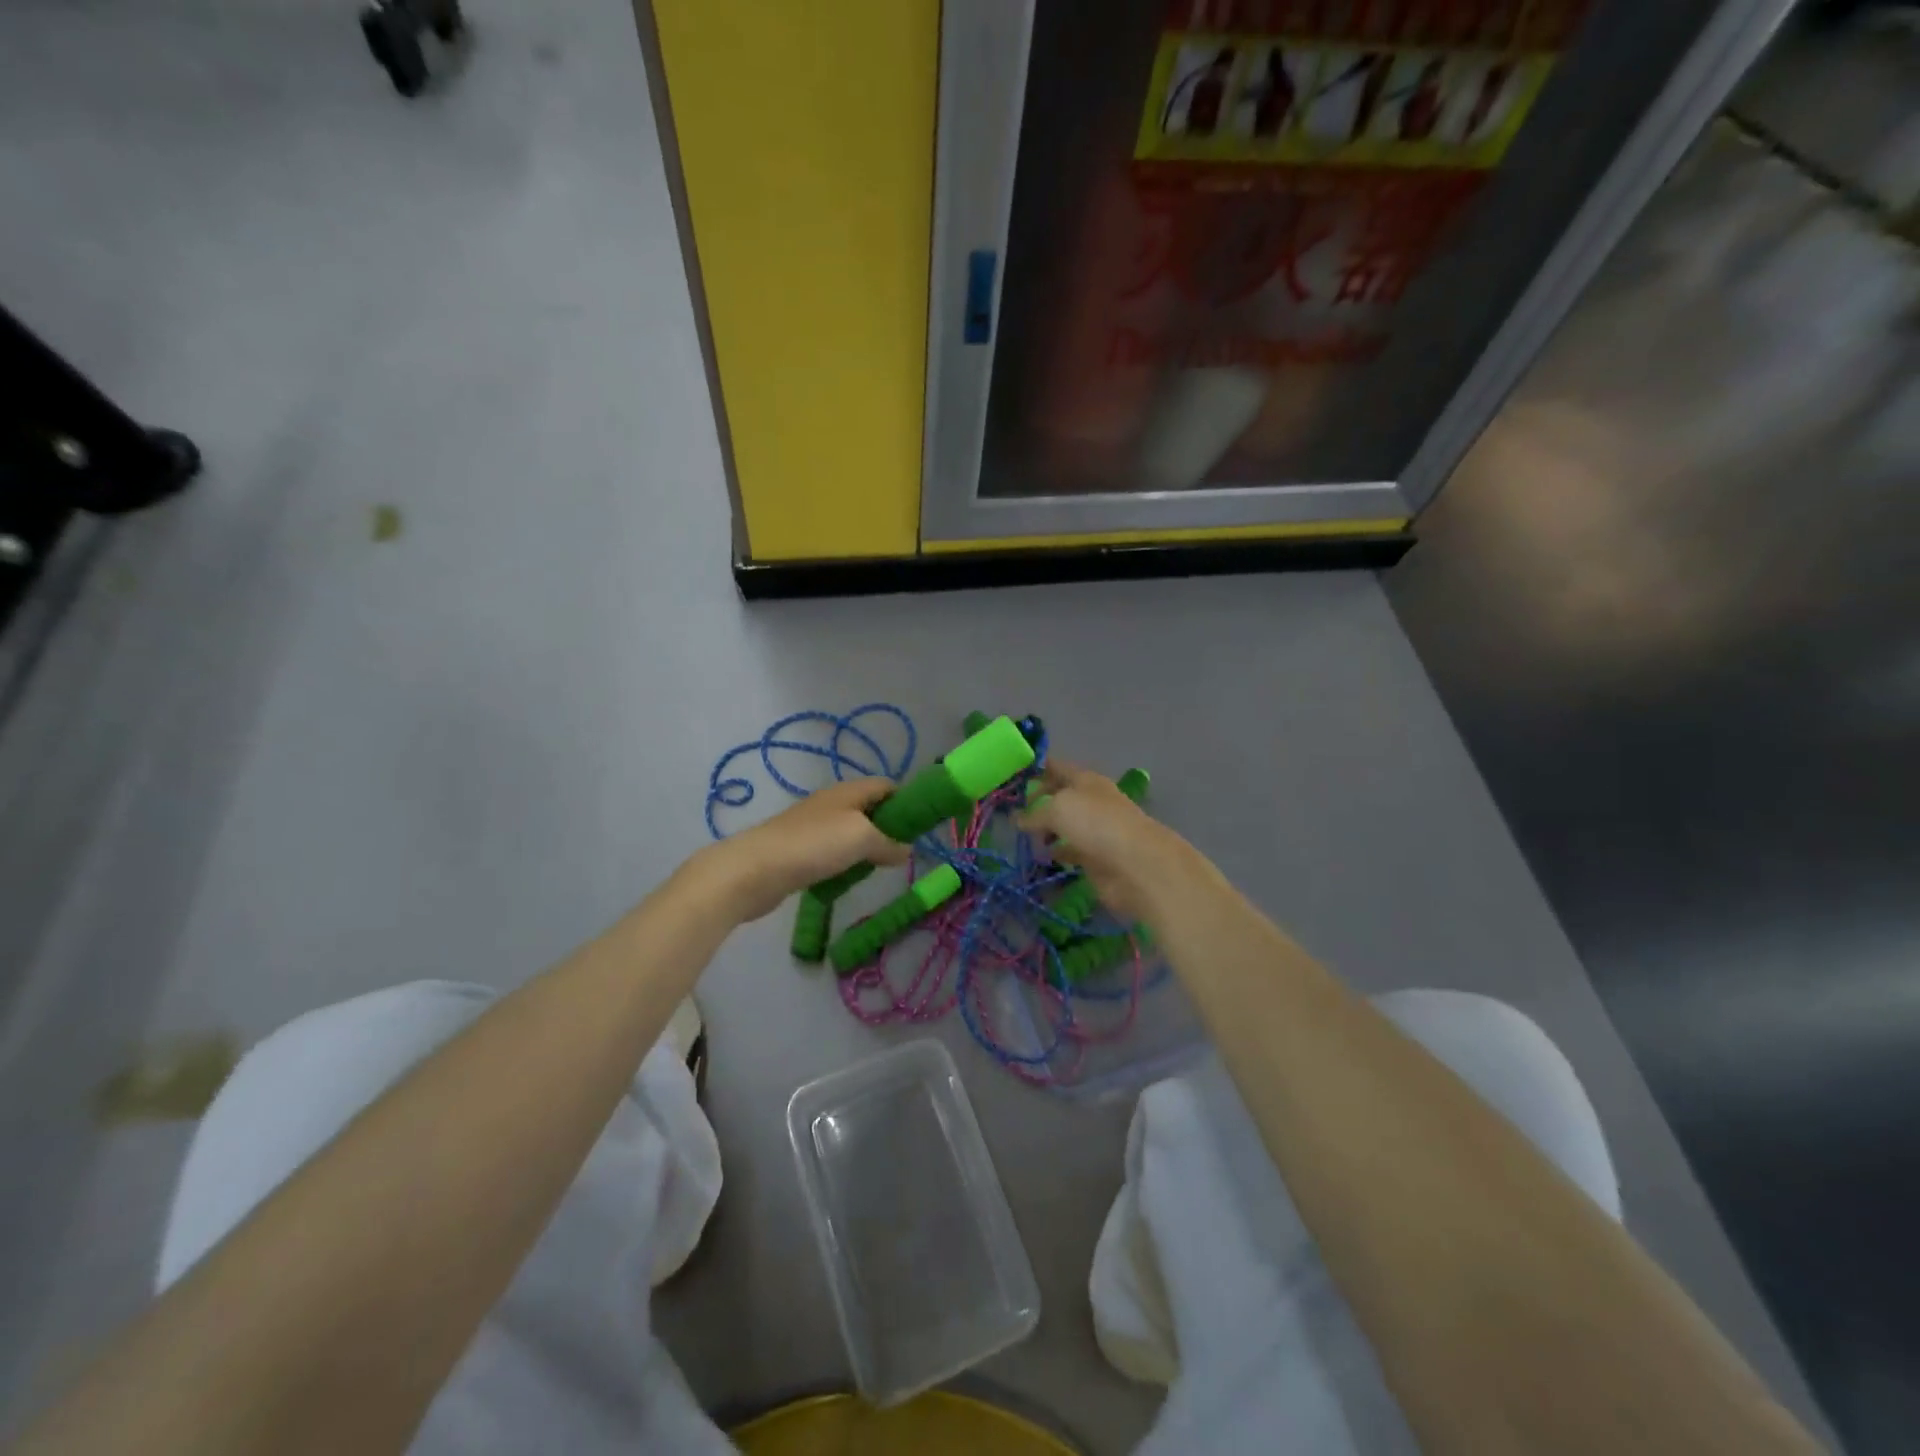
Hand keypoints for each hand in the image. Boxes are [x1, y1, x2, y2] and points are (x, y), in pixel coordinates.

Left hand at [697, 778, 909, 923]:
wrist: (755, 869)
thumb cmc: (814, 845)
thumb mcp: (862, 839)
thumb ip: (889, 842)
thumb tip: (906, 850)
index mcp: (848, 791)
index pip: (885, 785)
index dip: (906, 801)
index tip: (921, 826)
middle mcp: (831, 803)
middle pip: (869, 809)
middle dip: (888, 828)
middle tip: (902, 853)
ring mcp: (812, 827)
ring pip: (850, 832)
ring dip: (866, 849)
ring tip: (877, 869)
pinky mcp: (799, 850)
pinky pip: (832, 852)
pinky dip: (845, 863)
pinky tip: (847, 879)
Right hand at [1017, 761, 1197, 922]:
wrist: (1136, 865)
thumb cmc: (1096, 824)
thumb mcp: (1058, 808)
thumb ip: (1035, 813)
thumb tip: (1018, 819)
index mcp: (1086, 780)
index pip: (1058, 768)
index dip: (1037, 770)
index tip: (1013, 776)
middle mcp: (1092, 802)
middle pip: (1061, 797)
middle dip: (1038, 801)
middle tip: (1011, 811)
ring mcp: (1096, 830)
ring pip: (1065, 825)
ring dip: (1046, 829)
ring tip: (1022, 837)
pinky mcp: (1097, 858)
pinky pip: (1070, 850)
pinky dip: (1057, 852)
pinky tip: (1041, 857)